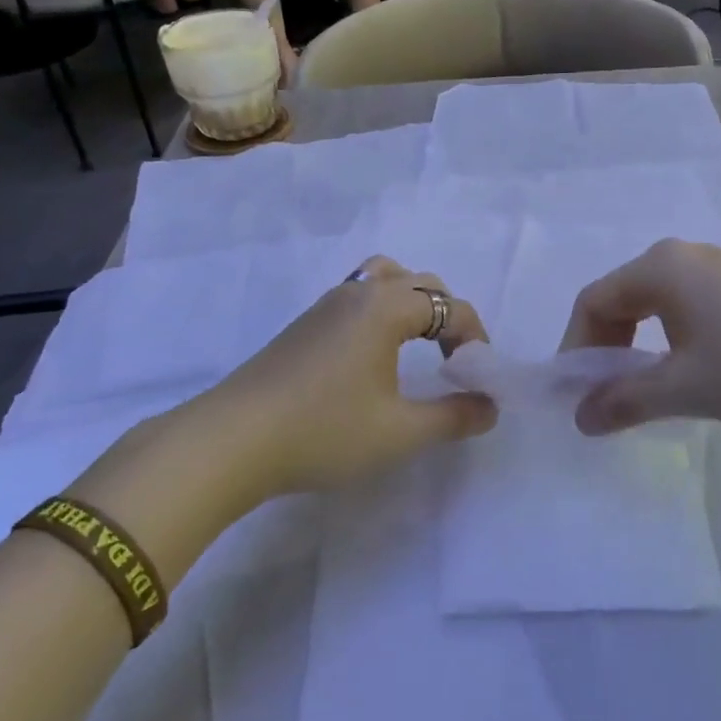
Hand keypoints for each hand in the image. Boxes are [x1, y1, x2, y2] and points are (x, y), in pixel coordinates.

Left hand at [199, 256, 495, 495]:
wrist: (231, 441)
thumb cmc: (324, 431)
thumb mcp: (400, 433)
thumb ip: (453, 417)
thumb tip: (489, 407)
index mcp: (386, 306)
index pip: (450, 306)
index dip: (474, 338)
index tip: (478, 377)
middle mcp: (359, 292)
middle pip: (419, 283)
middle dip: (447, 315)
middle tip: (453, 359)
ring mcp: (326, 304)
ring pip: (383, 280)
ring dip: (411, 304)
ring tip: (415, 344)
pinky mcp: (303, 324)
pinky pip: (357, 297)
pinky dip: (381, 311)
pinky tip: (372, 354)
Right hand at [559, 240, 720, 434]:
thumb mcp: (684, 388)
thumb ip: (624, 400)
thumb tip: (579, 418)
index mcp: (658, 268)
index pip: (593, 301)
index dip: (576, 347)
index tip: (577, 394)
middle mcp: (682, 255)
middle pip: (621, 296)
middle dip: (606, 345)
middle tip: (607, 392)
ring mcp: (718, 266)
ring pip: (655, 302)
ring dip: (638, 343)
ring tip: (647, 386)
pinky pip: (686, 305)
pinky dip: (670, 337)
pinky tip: (692, 369)